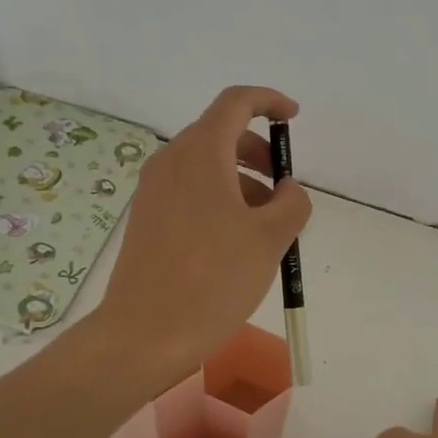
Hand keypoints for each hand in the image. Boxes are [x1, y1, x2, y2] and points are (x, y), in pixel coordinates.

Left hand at [99, 85, 311, 376]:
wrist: (144, 335)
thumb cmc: (213, 280)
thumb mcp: (270, 240)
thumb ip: (292, 203)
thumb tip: (288, 190)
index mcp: (200, 155)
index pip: (236, 103)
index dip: (269, 102)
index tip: (293, 120)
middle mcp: (171, 163)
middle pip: (220, 134)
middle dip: (258, 151)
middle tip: (284, 188)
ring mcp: (153, 192)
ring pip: (205, 166)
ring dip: (242, 180)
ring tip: (266, 226)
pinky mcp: (147, 219)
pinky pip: (190, 191)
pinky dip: (219, 199)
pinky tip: (236, 242)